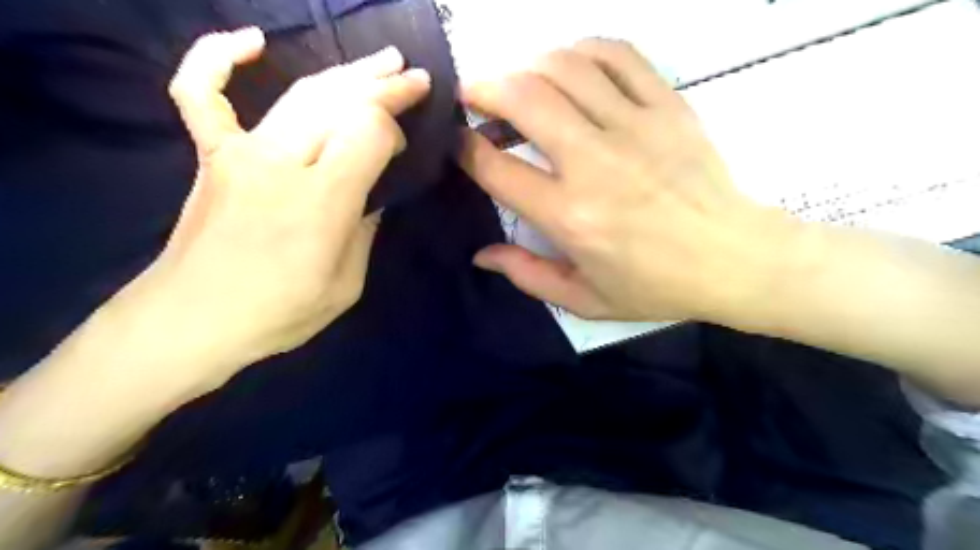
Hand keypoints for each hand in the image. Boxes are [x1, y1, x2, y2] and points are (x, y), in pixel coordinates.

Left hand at [106, 28, 428, 391]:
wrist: (192, 321)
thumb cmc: (279, 312)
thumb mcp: (347, 285)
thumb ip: (365, 231)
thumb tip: (373, 197)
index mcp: (323, 201)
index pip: (369, 132)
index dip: (394, 128)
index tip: (404, 145)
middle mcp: (283, 163)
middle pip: (341, 103)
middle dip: (385, 86)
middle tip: (416, 77)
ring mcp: (241, 153)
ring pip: (300, 94)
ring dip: (346, 73)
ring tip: (382, 61)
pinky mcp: (211, 156)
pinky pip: (202, 93)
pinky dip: (218, 57)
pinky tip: (251, 41)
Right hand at [462, 39, 803, 325]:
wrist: (734, 259)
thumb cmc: (655, 286)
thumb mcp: (584, 299)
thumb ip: (527, 275)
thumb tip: (482, 255)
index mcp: (569, 217)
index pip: (496, 168)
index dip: (464, 149)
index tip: (457, 142)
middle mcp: (594, 164)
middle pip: (524, 98)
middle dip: (483, 88)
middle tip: (472, 96)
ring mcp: (635, 128)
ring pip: (565, 67)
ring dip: (527, 65)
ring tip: (517, 81)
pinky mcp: (668, 106)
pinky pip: (618, 56)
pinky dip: (582, 51)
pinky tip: (570, 65)